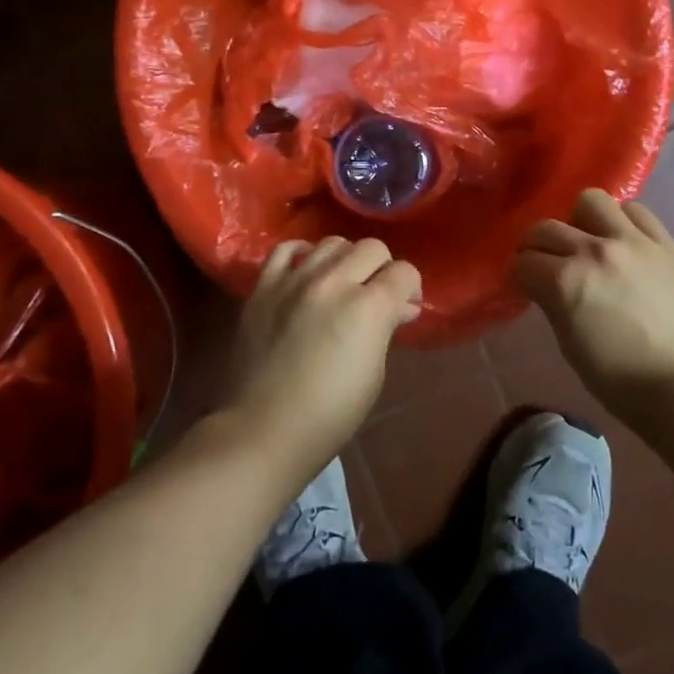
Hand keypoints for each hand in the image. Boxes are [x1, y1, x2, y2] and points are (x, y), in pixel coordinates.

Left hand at [225, 237, 420, 483]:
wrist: (262, 430)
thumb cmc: (329, 414)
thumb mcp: (374, 374)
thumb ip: (386, 328)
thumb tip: (400, 306)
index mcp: (367, 307)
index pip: (404, 272)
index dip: (410, 288)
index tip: (405, 306)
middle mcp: (333, 281)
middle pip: (372, 248)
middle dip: (382, 269)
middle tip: (375, 296)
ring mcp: (294, 279)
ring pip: (332, 243)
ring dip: (345, 259)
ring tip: (340, 284)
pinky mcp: (263, 286)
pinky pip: (286, 249)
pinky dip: (302, 254)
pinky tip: (306, 271)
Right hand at [513, 189, 673, 424]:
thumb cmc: (624, 384)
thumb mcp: (571, 348)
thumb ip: (554, 305)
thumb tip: (546, 284)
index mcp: (565, 283)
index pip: (523, 262)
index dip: (519, 274)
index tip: (526, 284)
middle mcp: (594, 251)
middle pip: (546, 228)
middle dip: (536, 246)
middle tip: (545, 263)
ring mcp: (633, 242)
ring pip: (590, 201)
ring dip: (579, 220)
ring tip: (587, 242)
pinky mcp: (666, 243)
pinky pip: (635, 211)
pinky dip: (621, 221)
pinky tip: (623, 242)